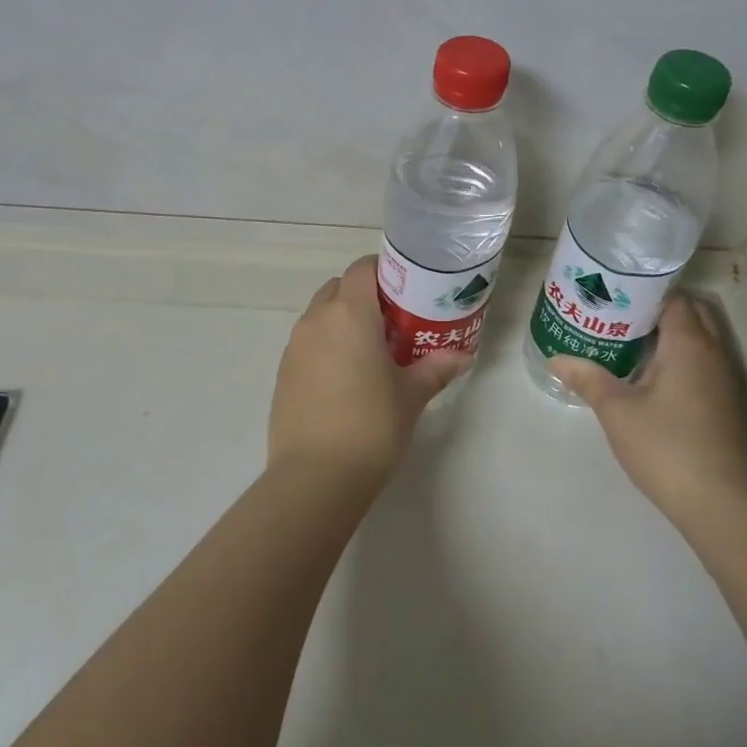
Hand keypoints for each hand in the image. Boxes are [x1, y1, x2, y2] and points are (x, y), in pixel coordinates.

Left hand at [269, 255, 471, 489]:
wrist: (315, 478)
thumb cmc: (371, 425)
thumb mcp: (411, 395)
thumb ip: (436, 368)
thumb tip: (463, 356)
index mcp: (349, 313)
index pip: (362, 269)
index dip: (384, 271)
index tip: (406, 289)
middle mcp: (317, 320)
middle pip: (339, 288)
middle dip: (364, 296)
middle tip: (393, 321)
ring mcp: (295, 346)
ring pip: (320, 315)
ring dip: (343, 321)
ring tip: (371, 351)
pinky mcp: (283, 372)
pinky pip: (308, 343)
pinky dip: (326, 346)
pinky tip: (346, 378)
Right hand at [550, 294, 746, 531]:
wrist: (720, 503)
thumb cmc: (666, 446)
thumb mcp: (617, 411)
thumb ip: (587, 378)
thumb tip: (556, 358)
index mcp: (688, 343)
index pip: (672, 298)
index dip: (644, 294)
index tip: (613, 298)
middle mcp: (713, 352)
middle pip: (691, 313)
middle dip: (658, 311)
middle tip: (620, 320)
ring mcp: (725, 379)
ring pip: (701, 340)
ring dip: (672, 336)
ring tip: (630, 344)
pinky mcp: (728, 403)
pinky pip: (705, 363)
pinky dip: (683, 358)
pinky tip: (653, 378)